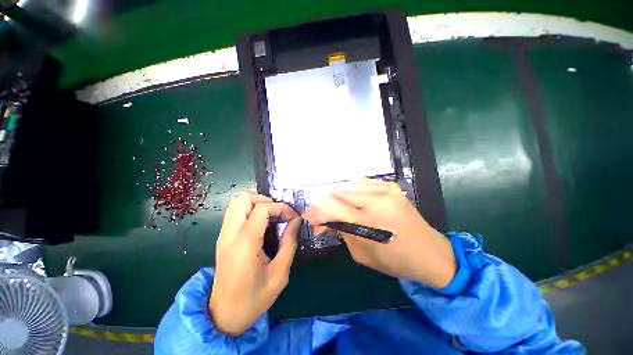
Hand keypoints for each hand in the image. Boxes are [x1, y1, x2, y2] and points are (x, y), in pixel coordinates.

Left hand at [209, 191, 300, 336]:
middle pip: (244, 197)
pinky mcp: (222, 238)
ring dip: (257, 203)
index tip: (293, 218)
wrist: (224, 316)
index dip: (281, 207)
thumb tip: (296, 221)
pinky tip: (261, 224)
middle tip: (279, 213)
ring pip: (237, 202)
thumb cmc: (254, 298)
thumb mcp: (280, 273)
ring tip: (271, 217)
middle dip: (266, 200)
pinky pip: (235, 212)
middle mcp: (230, 233)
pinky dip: (250, 210)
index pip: (262, 207)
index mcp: (245, 242)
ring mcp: (223, 234)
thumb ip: (290, 242)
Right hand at [303, 179, 455, 288]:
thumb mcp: (361, 254)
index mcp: (368, 221)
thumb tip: (323, 222)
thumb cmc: (395, 261)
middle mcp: (376, 200)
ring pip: (347, 185)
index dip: (316, 211)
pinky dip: (351, 189)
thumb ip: (340, 232)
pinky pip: (361, 182)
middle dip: (324, 203)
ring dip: (336, 196)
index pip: (331, 208)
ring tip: (336, 208)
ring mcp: (385, 190)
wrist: (430, 253)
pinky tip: (351, 199)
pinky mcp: (390, 186)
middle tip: (322, 215)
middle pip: (337, 193)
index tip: (309, 217)